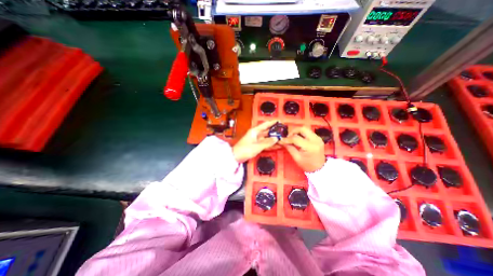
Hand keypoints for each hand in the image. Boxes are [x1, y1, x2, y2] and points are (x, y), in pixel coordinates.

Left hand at [233, 120, 278, 162]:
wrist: (236, 157)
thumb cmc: (244, 149)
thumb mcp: (257, 146)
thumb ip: (267, 142)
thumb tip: (276, 138)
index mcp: (255, 131)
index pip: (265, 125)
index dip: (272, 122)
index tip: (279, 121)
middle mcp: (256, 134)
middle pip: (267, 131)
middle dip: (275, 131)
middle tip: (283, 131)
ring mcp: (256, 140)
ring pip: (267, 138)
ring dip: (273, 139)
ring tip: (282, 139)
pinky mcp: (256, 146)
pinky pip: (265, 144)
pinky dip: (270, 145)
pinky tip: (277, 145)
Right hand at [279, 126, 326, 171]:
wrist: (320, 168)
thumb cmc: (307, 165)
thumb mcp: (296, 157)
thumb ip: (289, 148)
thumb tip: (282, 141)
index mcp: (310, 147)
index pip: (296, 138)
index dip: (287, 139)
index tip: (281, 140)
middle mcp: (315, 140)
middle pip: (302, 129)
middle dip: (293, 131)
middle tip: (288, 137)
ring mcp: (318, 138)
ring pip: (305, 129)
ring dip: (297, 132)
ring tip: (292, 138)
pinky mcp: (318, 138)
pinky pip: (308, 132)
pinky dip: (301, 133)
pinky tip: (298, 139)